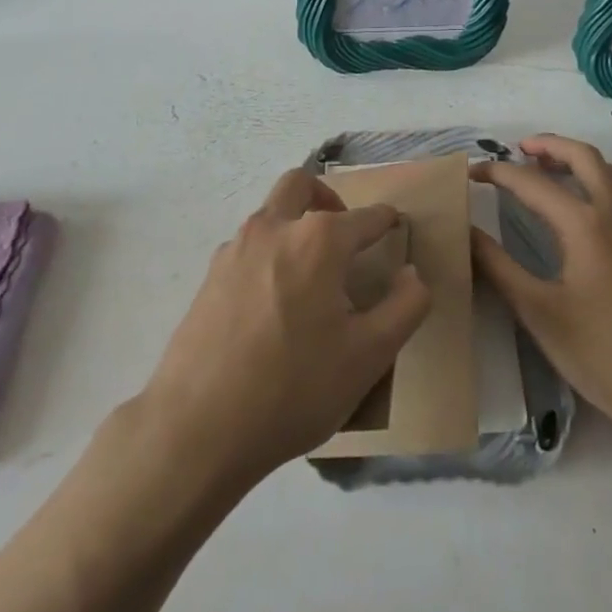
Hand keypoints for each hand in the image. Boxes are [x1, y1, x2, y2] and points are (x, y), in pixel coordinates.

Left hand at [139, 169, 431, 491]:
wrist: (199, 426)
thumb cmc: (294, 388)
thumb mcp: (369, 356)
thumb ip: (405, 306)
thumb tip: (412, 273)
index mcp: (318, 241)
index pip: (364, 218)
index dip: (385, 220)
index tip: (394, 224)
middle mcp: (274, 229)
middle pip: (300, 185)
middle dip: (327, 198)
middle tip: (343, 232)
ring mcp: (234, 250)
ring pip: (269, 214)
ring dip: (293, 224)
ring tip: (311, 274)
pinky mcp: (209, 276)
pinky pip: (247, 247)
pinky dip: (268, 254)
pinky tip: (274, 303)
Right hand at [473, 135, 611, 447]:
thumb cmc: (600, 352)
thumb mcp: (538, 311)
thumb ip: (497, 266)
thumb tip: (465, 231)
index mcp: (584, 224)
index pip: (532, 183)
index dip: (498, 173)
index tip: (470, 173)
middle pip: (584, 156)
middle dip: (549, 145)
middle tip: (517, 150)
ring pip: (610, 172)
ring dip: (577, 160)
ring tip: (548, 169)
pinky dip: (604, 185)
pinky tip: (591, 207)